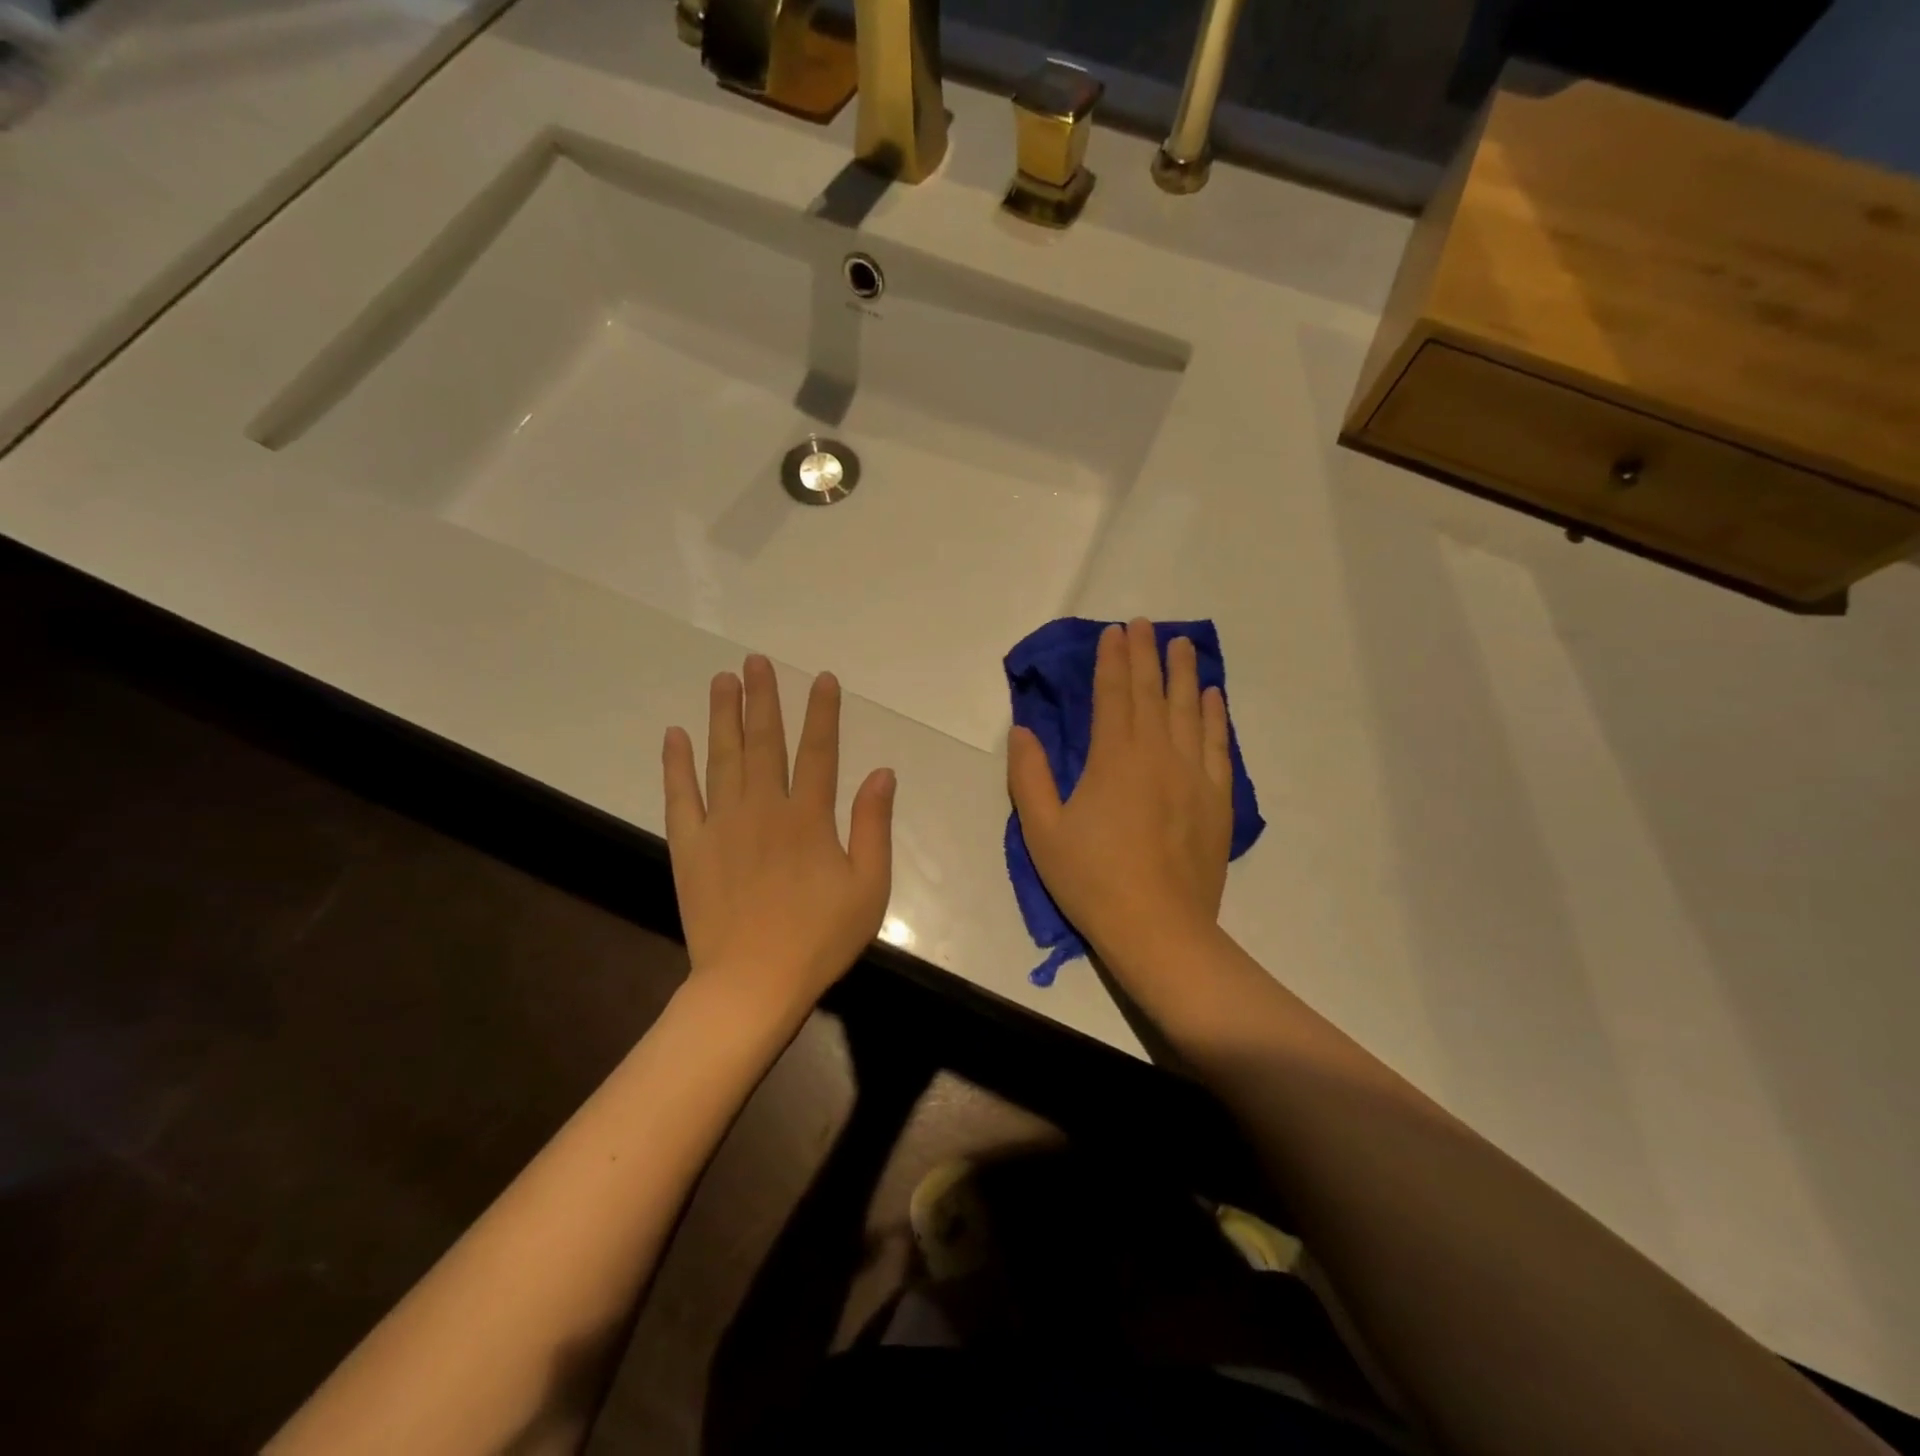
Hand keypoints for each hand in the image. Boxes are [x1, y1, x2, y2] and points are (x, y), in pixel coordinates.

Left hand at [663, 655, 894, 1016]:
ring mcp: (722, 825)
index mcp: (809, 817)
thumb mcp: (868, 886)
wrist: (752, 982)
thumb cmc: (820, 937)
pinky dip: (676, 764)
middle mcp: (764, 808)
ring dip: (722, 716)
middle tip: (756, 661)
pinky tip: (674, 735)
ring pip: (723, 758)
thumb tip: (883, 772)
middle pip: (765, 742)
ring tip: (722, 681)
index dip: (822, 712)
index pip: (819, 751)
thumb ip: (874, 825)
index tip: (821, 678)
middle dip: (763, 698)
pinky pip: (680, 796)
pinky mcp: (690, 846)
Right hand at [1008, 619, 1233, 990]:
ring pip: (1190, 711)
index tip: (1114, 631)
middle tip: (1146, 624)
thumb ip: (1030, 776)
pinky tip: (1214, 697)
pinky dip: (1216, 717)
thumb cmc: (1092, 880)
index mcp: (1114, 759)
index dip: (1113, 660)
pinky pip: (1218, 746)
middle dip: (1147, 655)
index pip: (1114, 695)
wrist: (1158, 928)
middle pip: (1152, 694)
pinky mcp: (1216, 800)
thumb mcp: (1042, 831)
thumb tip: (1022, 730)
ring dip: (1185, 675)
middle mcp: (1158, 754)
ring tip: (1184, 645)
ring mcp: (1193, 775)